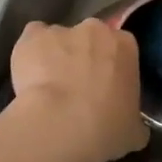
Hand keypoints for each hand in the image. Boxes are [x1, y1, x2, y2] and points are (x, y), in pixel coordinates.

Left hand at [8, 18, 147, 161]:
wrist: (61, 124)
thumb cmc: (106, 128)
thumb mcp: (134, 131)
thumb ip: (134, 119)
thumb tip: (132, 125)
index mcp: (126, 46)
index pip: (121, 49)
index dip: (112, 69)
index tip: (105, 89)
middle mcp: (95, 30)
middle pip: (90, 38)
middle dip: (84, 58)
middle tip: (77, 89)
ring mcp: (61, 30)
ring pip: (59, 40)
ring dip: (55, 57)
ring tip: (47, 89)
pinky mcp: (32, 37)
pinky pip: (31, 39)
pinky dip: (29, 54)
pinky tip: (28, 77)